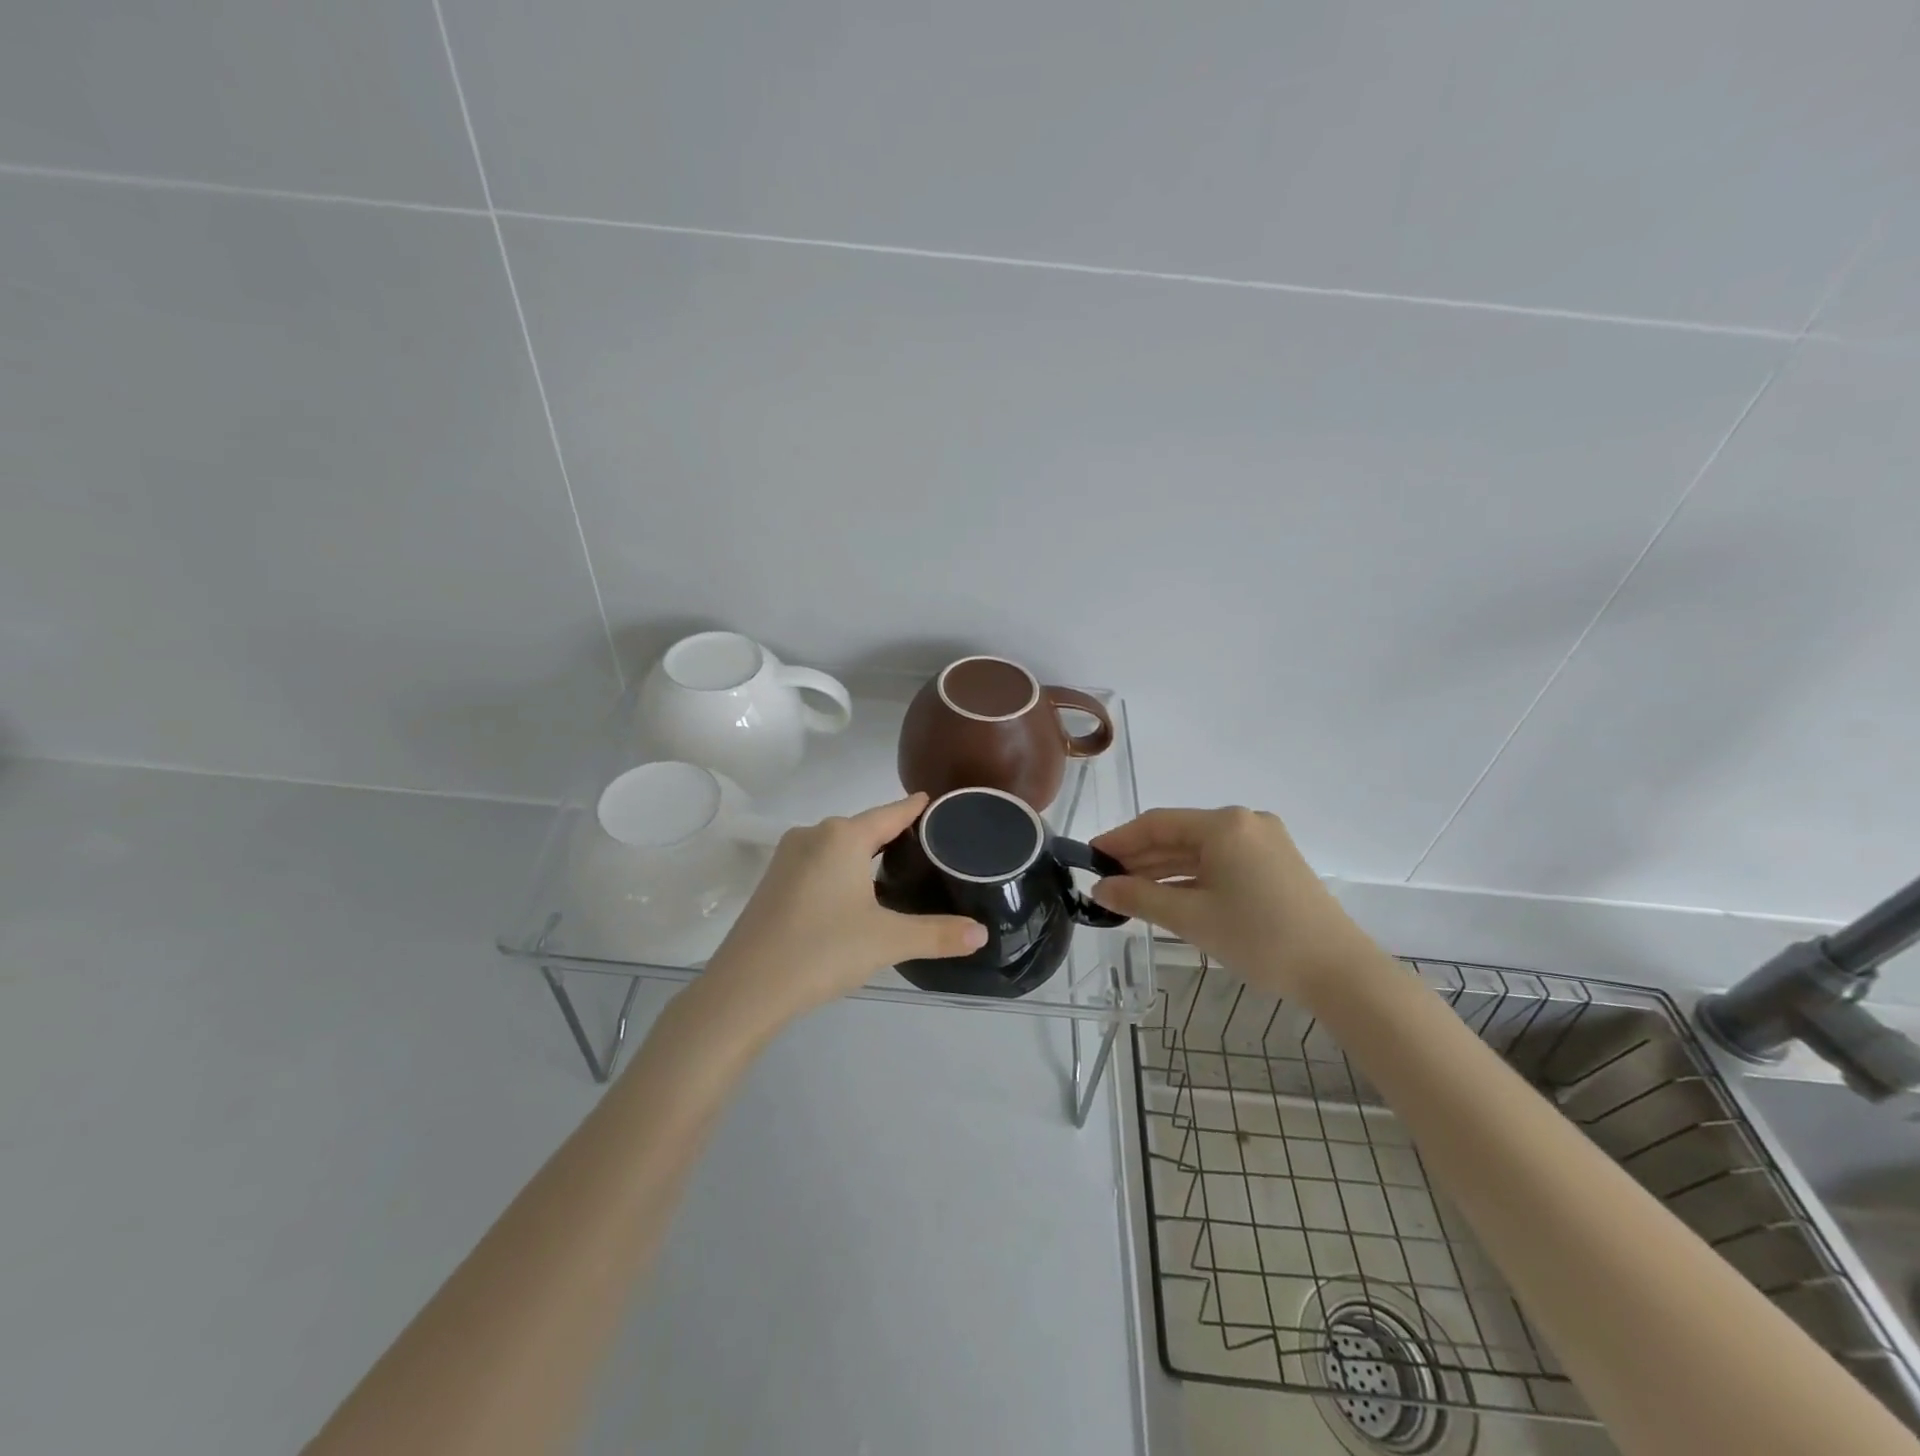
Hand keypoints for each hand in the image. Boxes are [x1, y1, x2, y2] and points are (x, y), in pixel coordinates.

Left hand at [702, 794, 986, 1025]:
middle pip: (863, 827)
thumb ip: (937, 935)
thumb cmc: (822, 950)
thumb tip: (981, 934)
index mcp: (843, 836)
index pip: (891, 813)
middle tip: (927, 846)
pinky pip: (818, 863)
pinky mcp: (773, 881)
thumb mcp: (887, 941)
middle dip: (893, 833)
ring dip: (865, 853)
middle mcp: (813, 835)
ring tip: (896, 868)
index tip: (935, 802)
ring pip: (838, 846)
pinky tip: (853, 892)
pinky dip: (841, 869)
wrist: (745, 989)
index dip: (915, 808)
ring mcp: (787, 857)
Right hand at [1090, 807, 1378, 1001]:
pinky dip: (1192, 878)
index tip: (1091, 857)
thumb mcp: (1192, 918)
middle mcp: (1244, 823)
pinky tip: (1168, 896)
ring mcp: (1264, 843)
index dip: (1120, 840)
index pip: (1157, 823)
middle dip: (1141, 857)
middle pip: (1179, 835)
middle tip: (1106, 880)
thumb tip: (1100, 888)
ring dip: (1164, 869)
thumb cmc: (1260, 938)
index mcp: (1224, 825)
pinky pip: (1221, 863)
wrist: (1339, 972)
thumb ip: (1140, 897)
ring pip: (1200, 851)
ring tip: (1129, 891)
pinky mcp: (1275, 865)